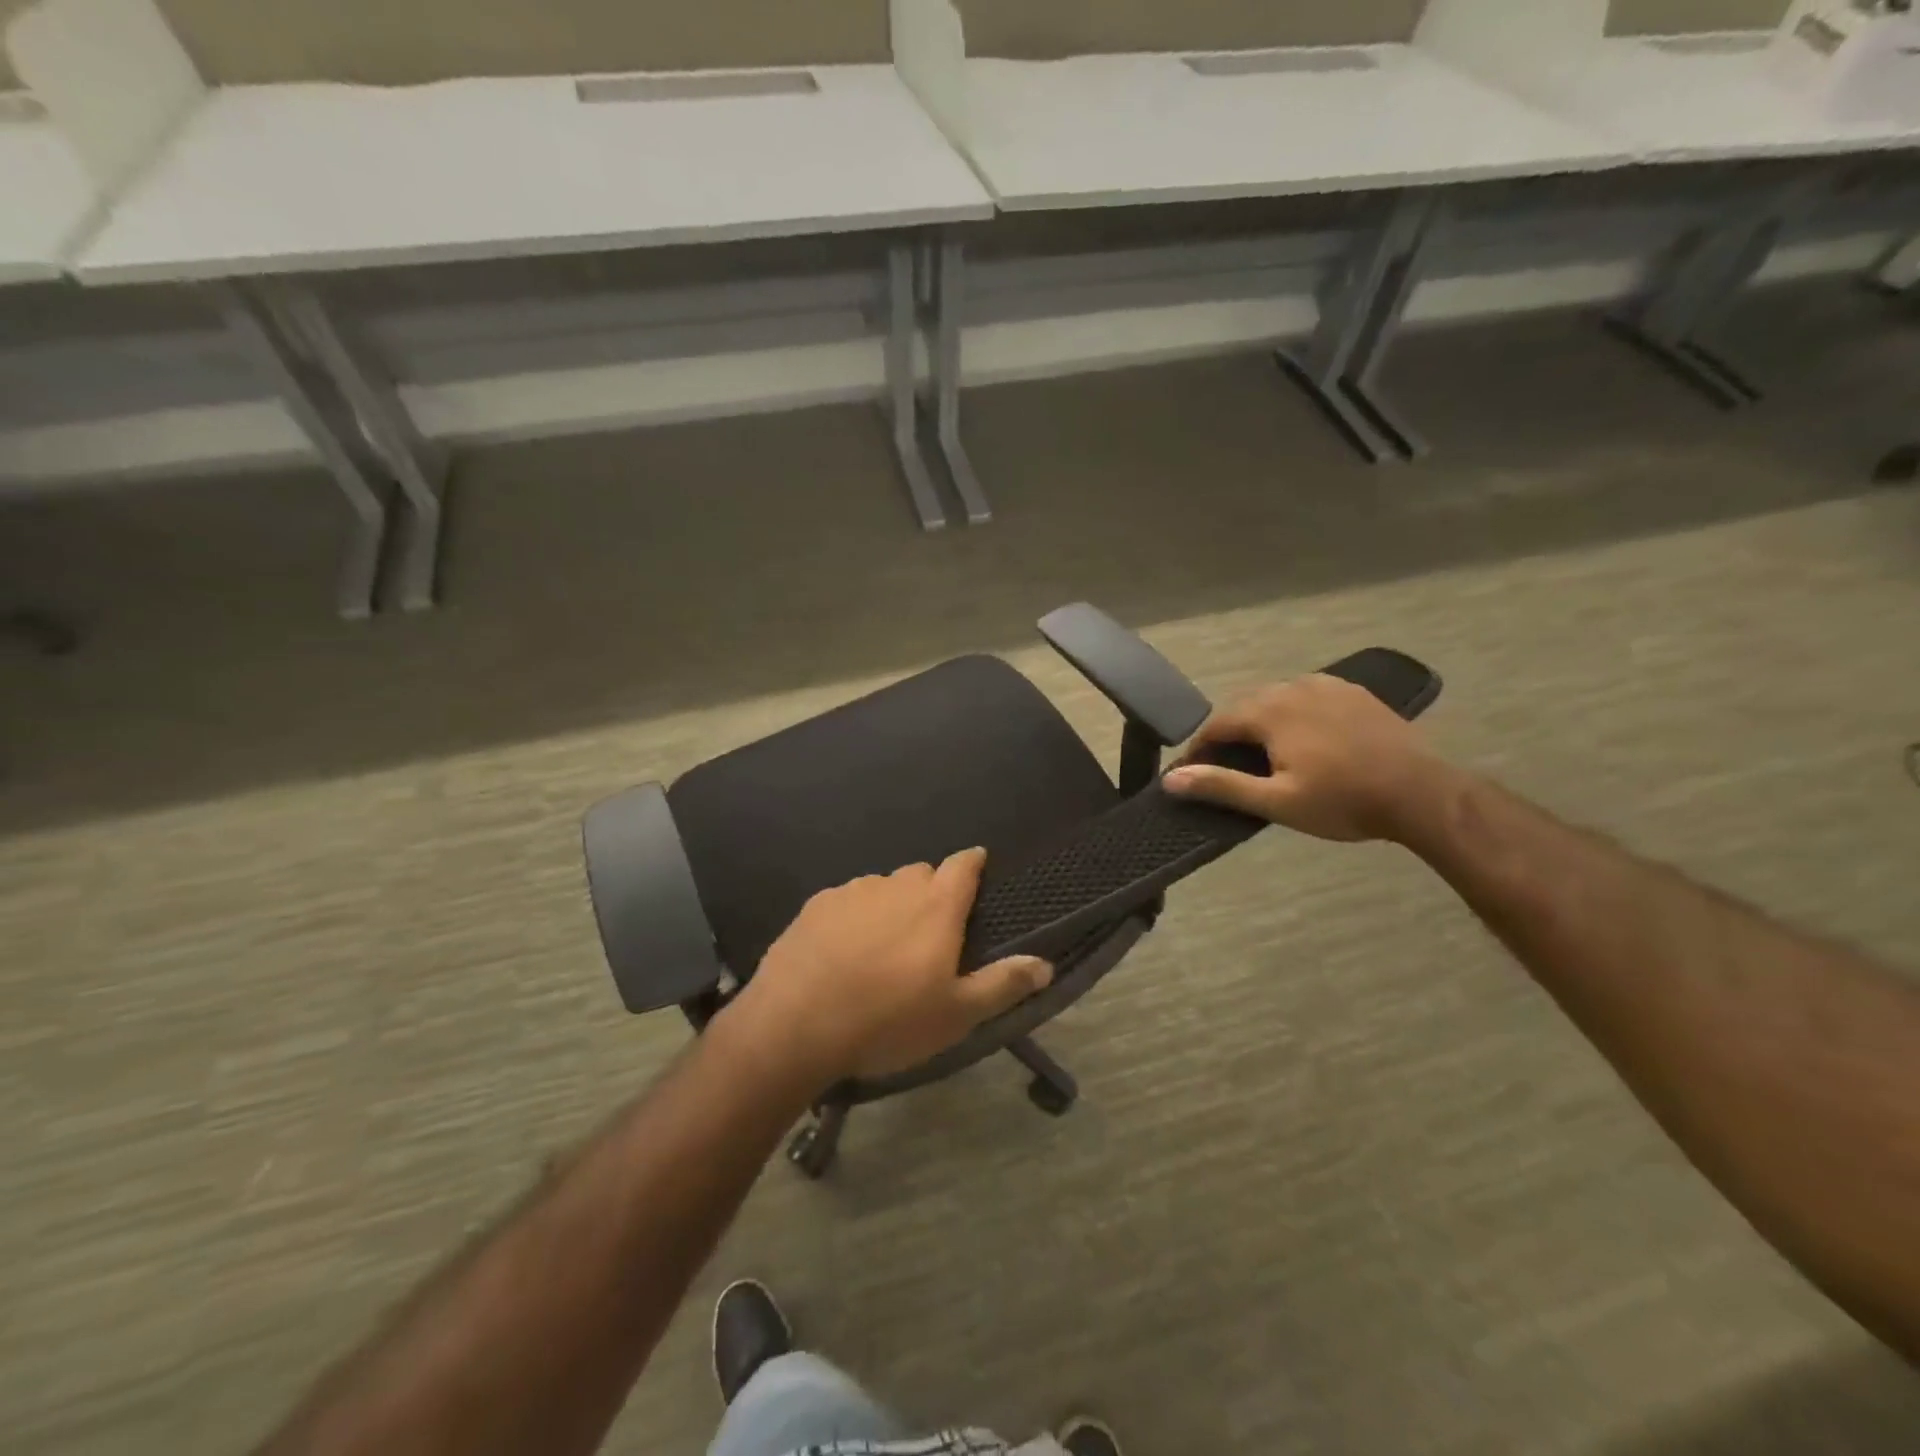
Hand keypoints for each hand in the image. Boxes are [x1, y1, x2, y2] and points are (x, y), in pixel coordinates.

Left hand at [726, 849, 1052, 1086]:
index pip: (963, 865)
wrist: (795, 1025)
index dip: (973, 863)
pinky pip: (846, 900)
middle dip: (931, 892)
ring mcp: (852, 892)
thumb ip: (1003, 984)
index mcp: (936, 906)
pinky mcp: (815, 905)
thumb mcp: (956, 1015)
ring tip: (882, 947)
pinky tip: (842, 951)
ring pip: (882, 887)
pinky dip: (853, 916)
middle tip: (928, 933)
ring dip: (890, 905)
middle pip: (922, 874)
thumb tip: (1045, 964)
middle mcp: (896, 886)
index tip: (977, 866)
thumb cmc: (887, 1021)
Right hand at [1162, 674, 1444, 842]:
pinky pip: (1308, 695)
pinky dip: (1294, 713)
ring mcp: (1328, 685)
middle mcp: (1294, 687)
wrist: (1421, 793)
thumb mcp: (1276, 801)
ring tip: (1265, 753)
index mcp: (1270, 711)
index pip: (1217, 724)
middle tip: (1228, 767)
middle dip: (1230, 734)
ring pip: (1277, 698)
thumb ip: (1220, 786)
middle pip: (1245, 707)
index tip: (1192, 773)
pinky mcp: (1354, 692)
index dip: (1200, 748)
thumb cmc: (1342, 801)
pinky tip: (1304, 737)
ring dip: (1261, 721)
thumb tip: (1170, 779)